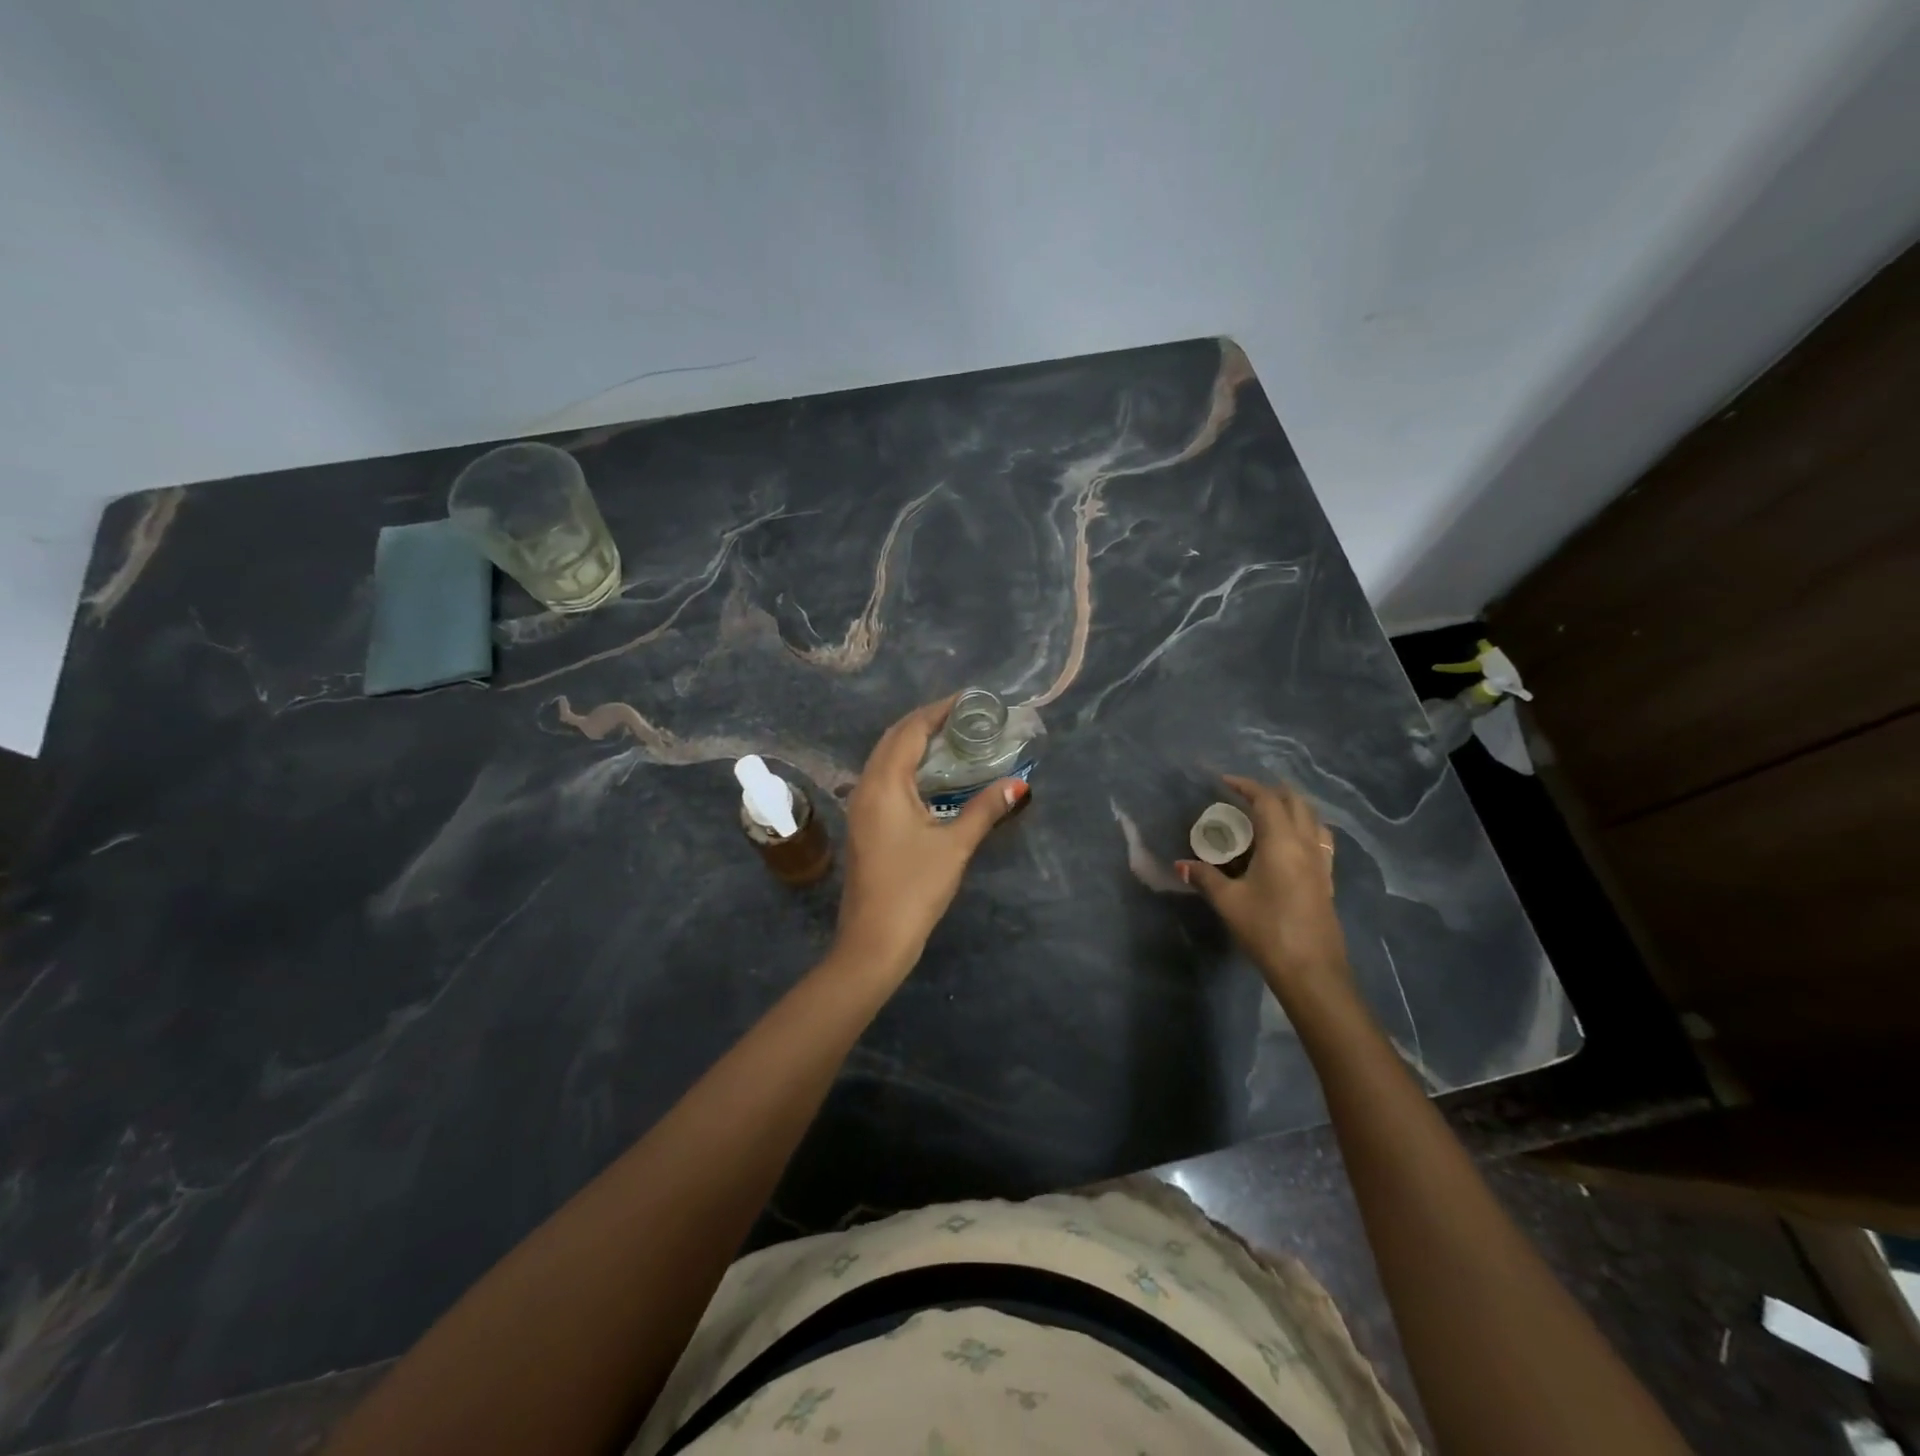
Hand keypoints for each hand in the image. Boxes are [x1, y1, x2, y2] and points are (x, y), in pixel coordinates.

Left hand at [832, 695, 1028, 980]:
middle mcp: (866, 786)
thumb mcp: (954, 845)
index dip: (938, 710)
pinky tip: (932, 776)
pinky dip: (907, 765)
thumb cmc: (914, 888)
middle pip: (893, 738)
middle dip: (926, 722)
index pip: (910, 730)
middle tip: (965, 717)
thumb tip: (1017, 783)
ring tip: (953, 738)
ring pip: (885, 758)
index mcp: (884, 784)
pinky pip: (884, 778)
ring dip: (914, 743)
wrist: (874, 939)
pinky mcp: (863, 824)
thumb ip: (985, 809)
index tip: (970, 701)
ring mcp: (860, 806)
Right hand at [1177, 775, 1348, 995]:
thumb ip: (1205, 878)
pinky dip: (1304, 828)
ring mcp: (1321, 862)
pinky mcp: (1327, 880)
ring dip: (1292, 807)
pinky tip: (1288, 844)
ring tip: (1269, 813)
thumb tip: (1181, 865)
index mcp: (1281, 842)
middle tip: (1246, 794)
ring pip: (1313, 820)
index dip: (1246, 785)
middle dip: (1272, 791)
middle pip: (1296, 803)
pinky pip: (1319, 840)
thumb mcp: (1229, 902)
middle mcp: (1306, 845)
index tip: (1224, 781)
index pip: (1266, 800)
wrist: (1312, 970)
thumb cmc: (1267, 929)